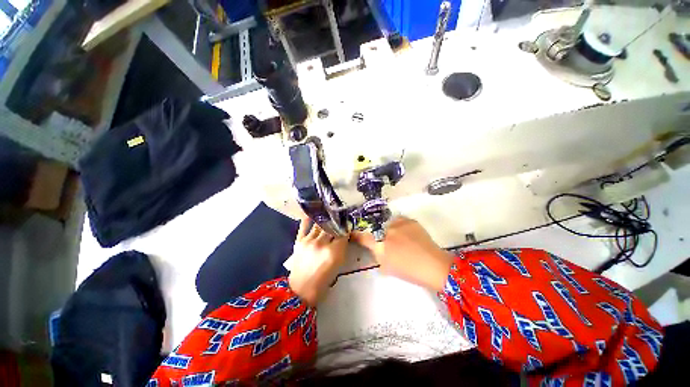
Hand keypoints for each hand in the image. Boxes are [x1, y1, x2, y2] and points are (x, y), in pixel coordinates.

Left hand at [288, 219, 348, 305]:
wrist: (301, 289)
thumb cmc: (323, 281)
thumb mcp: (338, 265)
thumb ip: (342, 248)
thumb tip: (344, 235)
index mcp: (333, 252)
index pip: (343, 234)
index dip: (346, 229)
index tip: (347, 226)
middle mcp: (321, 244)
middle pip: (332, 228)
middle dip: (337, 224)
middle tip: (339, 220)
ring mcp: (309, 241)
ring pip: (320, 224)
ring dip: (326, 221)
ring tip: (329, 216)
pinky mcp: (299, 240)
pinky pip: (304, 225)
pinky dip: (309, 218)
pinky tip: (313, 213)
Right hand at [352, 217, 452, 291]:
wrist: (433, 265)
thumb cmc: (409, 271)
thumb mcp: (387, 268)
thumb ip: (378, 257)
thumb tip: (375, 249)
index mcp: (381, 246)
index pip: (363, 237)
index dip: (357, 235)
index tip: (353, 233)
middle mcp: (387, 232)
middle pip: (378, 230)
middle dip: (381, 236)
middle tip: (391, 244)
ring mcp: (399, 225)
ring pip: (389, 224)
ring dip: (392, 230)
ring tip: (402, 239)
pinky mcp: (410, 221)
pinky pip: (400, 221)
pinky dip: (401, 226)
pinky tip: (409, 235)